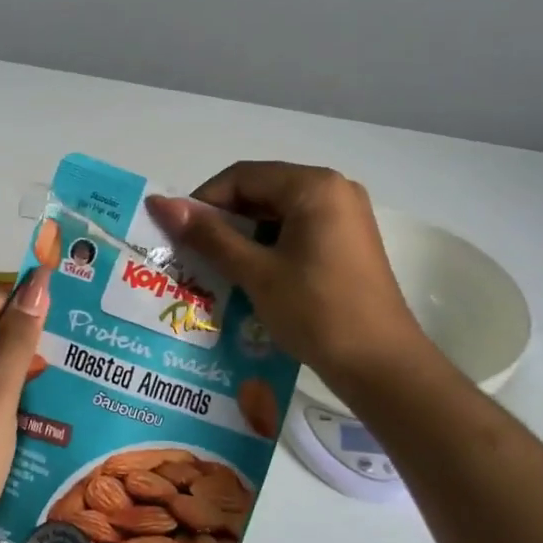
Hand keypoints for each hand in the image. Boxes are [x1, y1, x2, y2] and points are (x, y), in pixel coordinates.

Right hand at [147, 162, 425, 391]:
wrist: (381, 365)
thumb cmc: (317, 312)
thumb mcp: (256, 272)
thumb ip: (209, 235)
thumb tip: (160, 204)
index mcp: (314, 186)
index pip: (243, 177)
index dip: (204, 202)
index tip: (178, 235)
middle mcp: (334, 190)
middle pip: (262, 192)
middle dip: (224, 222)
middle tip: (192, 256)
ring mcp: (346, 217)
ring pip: (279, 215)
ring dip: (245, 239)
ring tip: (217, 271)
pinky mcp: (349, 243)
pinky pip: (298, 233)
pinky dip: (270, 250)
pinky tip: (251, 279)